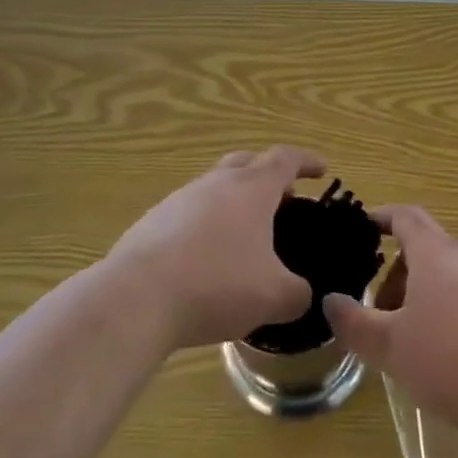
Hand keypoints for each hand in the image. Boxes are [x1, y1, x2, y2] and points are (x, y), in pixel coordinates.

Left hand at [106, 146, 322, 350]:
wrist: (136, 298)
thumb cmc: (216, 285)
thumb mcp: (274, 297)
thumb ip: (298, 294)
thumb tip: (303, 295)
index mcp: (251, 188)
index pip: (285, 159)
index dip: (306, 161)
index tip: (321, 170)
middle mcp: (216, 183)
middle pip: (247, 161)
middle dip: (268, 174)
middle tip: (283, 199)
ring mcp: (180, 199)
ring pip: (215, 186)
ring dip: (234, 201)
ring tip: (244, 236)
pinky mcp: (152, 222)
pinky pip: (189, 213)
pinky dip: (206, 226)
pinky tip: (205, 260)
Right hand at [323, 206, 457, 456]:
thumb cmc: (450, 363)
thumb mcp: (390, 347)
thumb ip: (354, 322)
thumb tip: (329, 300)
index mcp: (435, 253)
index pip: (405, 216)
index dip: (382, 217)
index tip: (363, 227)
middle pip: (425, 247)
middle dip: (398, 270)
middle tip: (378, 308)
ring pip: (448, 272)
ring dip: (422, 292)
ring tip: (408, 336)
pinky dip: (448, 306)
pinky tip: (445, 351)